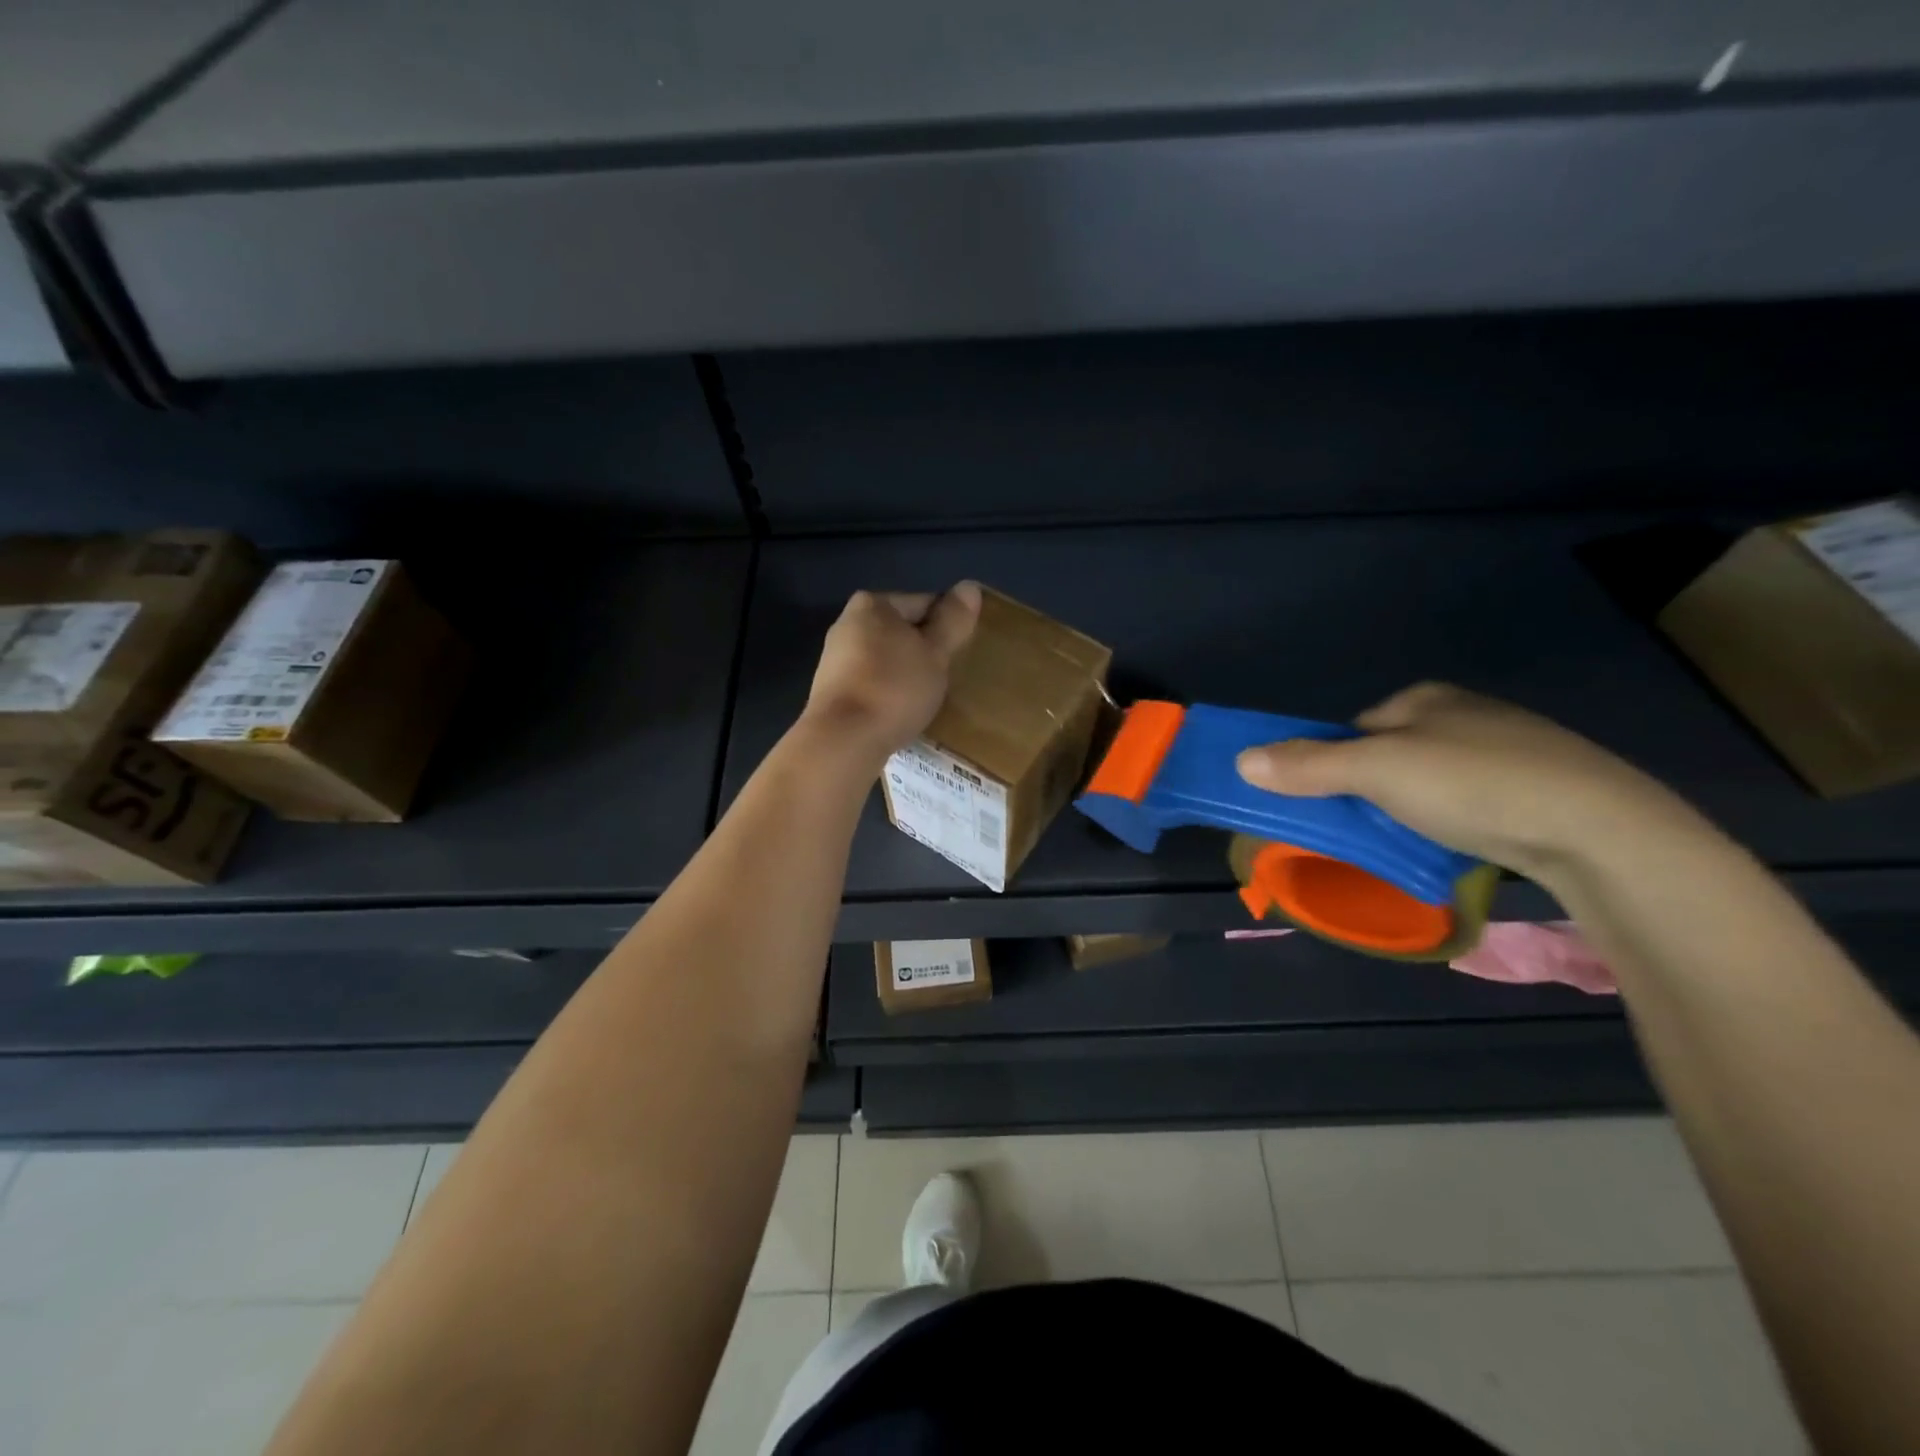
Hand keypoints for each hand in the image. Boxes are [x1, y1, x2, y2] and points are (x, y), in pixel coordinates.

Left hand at [803, 583, 981, 762]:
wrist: (843, 740)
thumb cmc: (894, 688)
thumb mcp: (934, 654)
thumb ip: (952, 621)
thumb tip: (969, 586)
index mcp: (872, 604)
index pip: (924, 603)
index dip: (948, 626)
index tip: (962, 652)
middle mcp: (847, 623)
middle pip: (901, 630)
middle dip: (924, 649)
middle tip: (948, 676)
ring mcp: (835, 658)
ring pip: (885, 658)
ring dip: (906, 672)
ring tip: (927, 696)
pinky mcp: (831, 690)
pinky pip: (871, 682)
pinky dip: (887, 691)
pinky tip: (900, 710)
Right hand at [1234, 682, 1700, 878]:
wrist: (1601, 830)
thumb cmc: (1474, 784)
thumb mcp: (1377, 771)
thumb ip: (1308, 765)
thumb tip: (1241, 760)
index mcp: (1425, 697)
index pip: (1354, 729)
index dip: (1333, 764)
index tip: (1333, 802)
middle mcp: (1465, 713)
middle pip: (1390, 755)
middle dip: (1373, 790)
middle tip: (1371, 827)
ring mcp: (1509, 749)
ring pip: (1431, 781)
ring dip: (1414, 809)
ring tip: (1416, 842)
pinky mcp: (1541, 787)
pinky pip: (1472, 801)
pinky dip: (1456, 821)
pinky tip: (1463, 843)